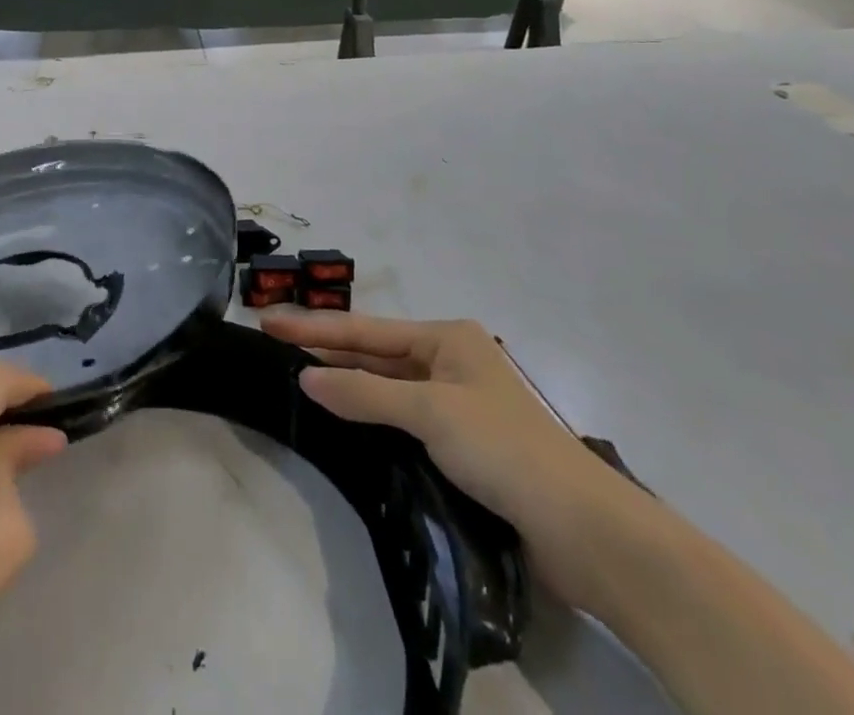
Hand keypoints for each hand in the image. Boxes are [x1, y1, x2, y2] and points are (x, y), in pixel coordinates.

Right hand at [263, 312, 652, 611]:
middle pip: (374, 353)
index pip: (365, 329)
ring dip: (347, 383)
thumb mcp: (429, 412)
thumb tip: (306, 379)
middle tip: (275, 349)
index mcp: (447, 338)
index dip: (314, 327)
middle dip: (326, 351)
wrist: (585, 531)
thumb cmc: (504, 449)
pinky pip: (401, 418)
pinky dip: (371, 416)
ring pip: (387, 386)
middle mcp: (450, 362)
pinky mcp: (461, 445)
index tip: (268, 322)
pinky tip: (342, 420)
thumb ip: (364, 392)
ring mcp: (456, 403)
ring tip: (298, 379)